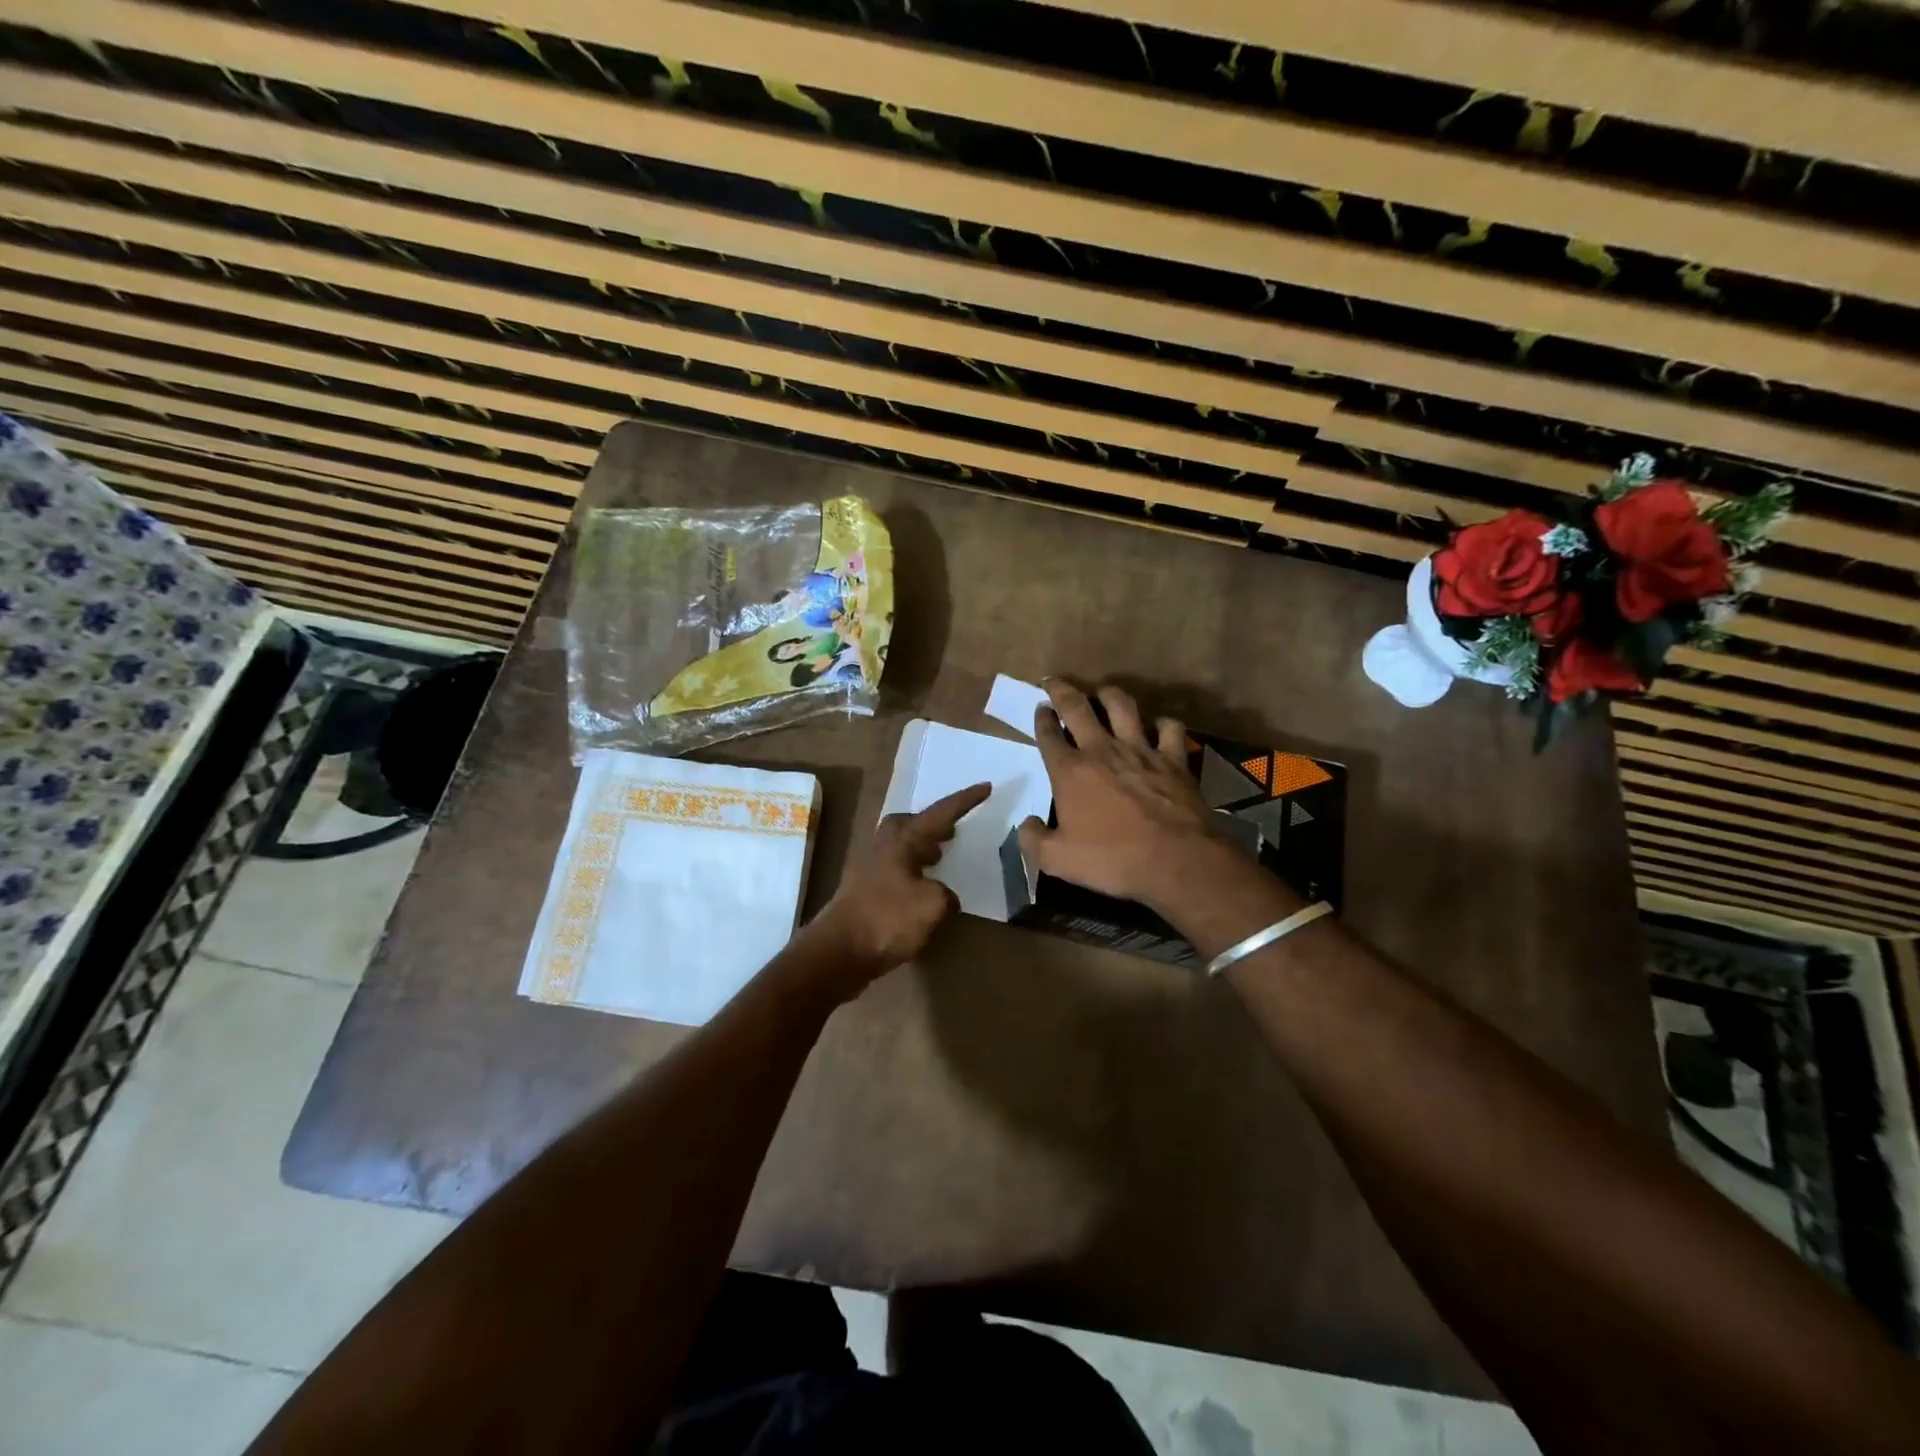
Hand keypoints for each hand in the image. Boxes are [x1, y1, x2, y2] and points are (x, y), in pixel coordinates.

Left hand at [810, 782, 991, 983]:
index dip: (965, 801)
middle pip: (910, 823)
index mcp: (903, 839)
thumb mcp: (932, 905)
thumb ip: (945, 895)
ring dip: (921, 846)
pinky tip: (921, 889)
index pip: (941, 813)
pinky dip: (912, 870)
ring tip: (940, 856)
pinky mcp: (863, 890)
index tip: (985, 787)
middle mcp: (884, 845)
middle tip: (953, 828)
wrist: (839, 951)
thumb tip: (941, 895)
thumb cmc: (888, 919)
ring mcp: (869, 867)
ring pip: (901, 845)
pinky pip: (895, 867)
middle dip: (932, 823)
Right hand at [1018, 679, 1227, 908]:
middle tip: (1055, 682)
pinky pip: (1168, 728)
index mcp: (1070, 772)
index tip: (1039, 708)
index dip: (1041, 719)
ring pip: (1122, 706)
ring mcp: (1140, 750)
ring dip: (1109, 694)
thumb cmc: (1112, 859)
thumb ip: (1034, 839)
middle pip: (1077, 708)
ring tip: (1103, 692)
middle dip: (1062, 691)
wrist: (1175, 860)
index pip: (1048, 735)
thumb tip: (1027, 824)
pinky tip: (1158, 726)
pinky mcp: (1174, 758)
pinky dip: (1162, 723)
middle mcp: (1101, 750)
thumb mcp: (1057, 860)